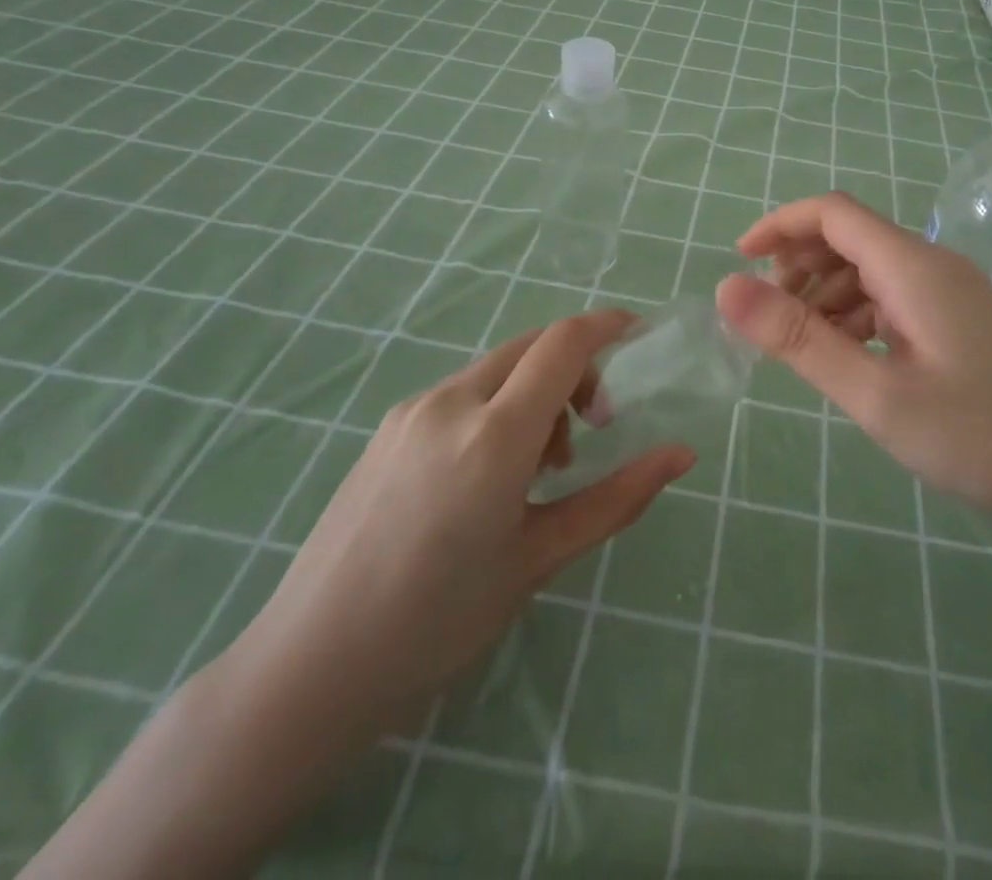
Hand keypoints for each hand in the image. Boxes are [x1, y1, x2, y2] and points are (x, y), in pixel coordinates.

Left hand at [217, 309, 693, 742]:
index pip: (563, 343)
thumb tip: (682, 456)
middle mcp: (452, 401)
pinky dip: (498, 407)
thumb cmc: (440, 621)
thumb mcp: (541, 557)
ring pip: (498, 369)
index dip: (607, 325)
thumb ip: (617, 497)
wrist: (310, 666)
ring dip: (536, 393)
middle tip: (592, 429)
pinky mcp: (388, 427)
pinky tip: (487, 475)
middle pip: (533, 346)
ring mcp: (413, 410)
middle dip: (576, 369)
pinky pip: (463, 392)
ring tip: (539, 469)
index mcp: (495, 434)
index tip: (637, 335)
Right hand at [716, 193, 991, 536]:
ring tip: (801, 346)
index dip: (779, 226)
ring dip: (825, 295)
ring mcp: (950, 294)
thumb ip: (800, 340)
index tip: (738, 261)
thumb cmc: (982, 435)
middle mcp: (931, 266)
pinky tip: (848, 358)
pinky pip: (893, 300)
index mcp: (912, 266)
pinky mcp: (960, 322)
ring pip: (869, 271)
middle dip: (799, 266)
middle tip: (768, 319)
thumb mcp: (877, 393)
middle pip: (849, 238)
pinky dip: (857, 316)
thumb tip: (728, 289)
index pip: (832, 213)